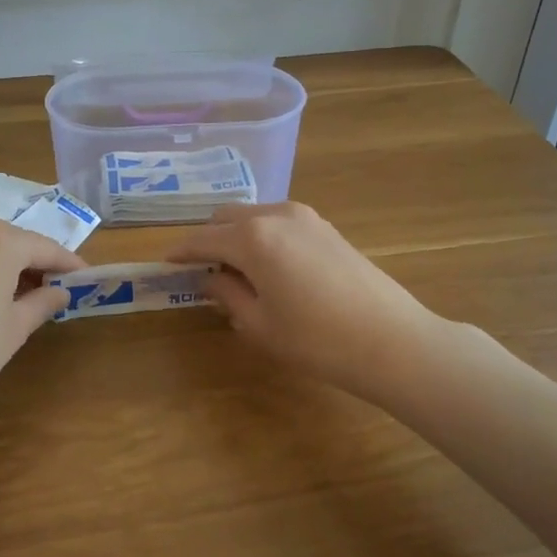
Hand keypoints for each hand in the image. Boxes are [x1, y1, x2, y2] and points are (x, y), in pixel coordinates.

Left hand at [0, 219, 83, 422]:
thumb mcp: (14, 328)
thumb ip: (42, 302)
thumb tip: (59, 291)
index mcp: (0, 240)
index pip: (45, 248)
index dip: (68, 264)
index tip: (86, 278)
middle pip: (13, 243)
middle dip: (36, 263)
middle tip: (56, 290)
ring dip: (6, 267)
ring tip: (23, 297)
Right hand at [168, 201, 455, 404]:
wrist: (392, 341)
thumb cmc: (316, 339)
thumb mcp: (259, 324)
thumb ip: (226, 293)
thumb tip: (209, 279)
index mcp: (253, 237)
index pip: (203, 238)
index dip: (181, 252)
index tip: (165, 263)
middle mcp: (276, 215)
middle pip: (226, 217)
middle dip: (208, 239)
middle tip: (201, 271)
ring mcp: (305, 217)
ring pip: (254, 216)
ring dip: (236, 236)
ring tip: (236, 273)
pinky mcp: (326, 227)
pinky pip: (278, 222)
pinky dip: (262, 237)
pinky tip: (268, 268)